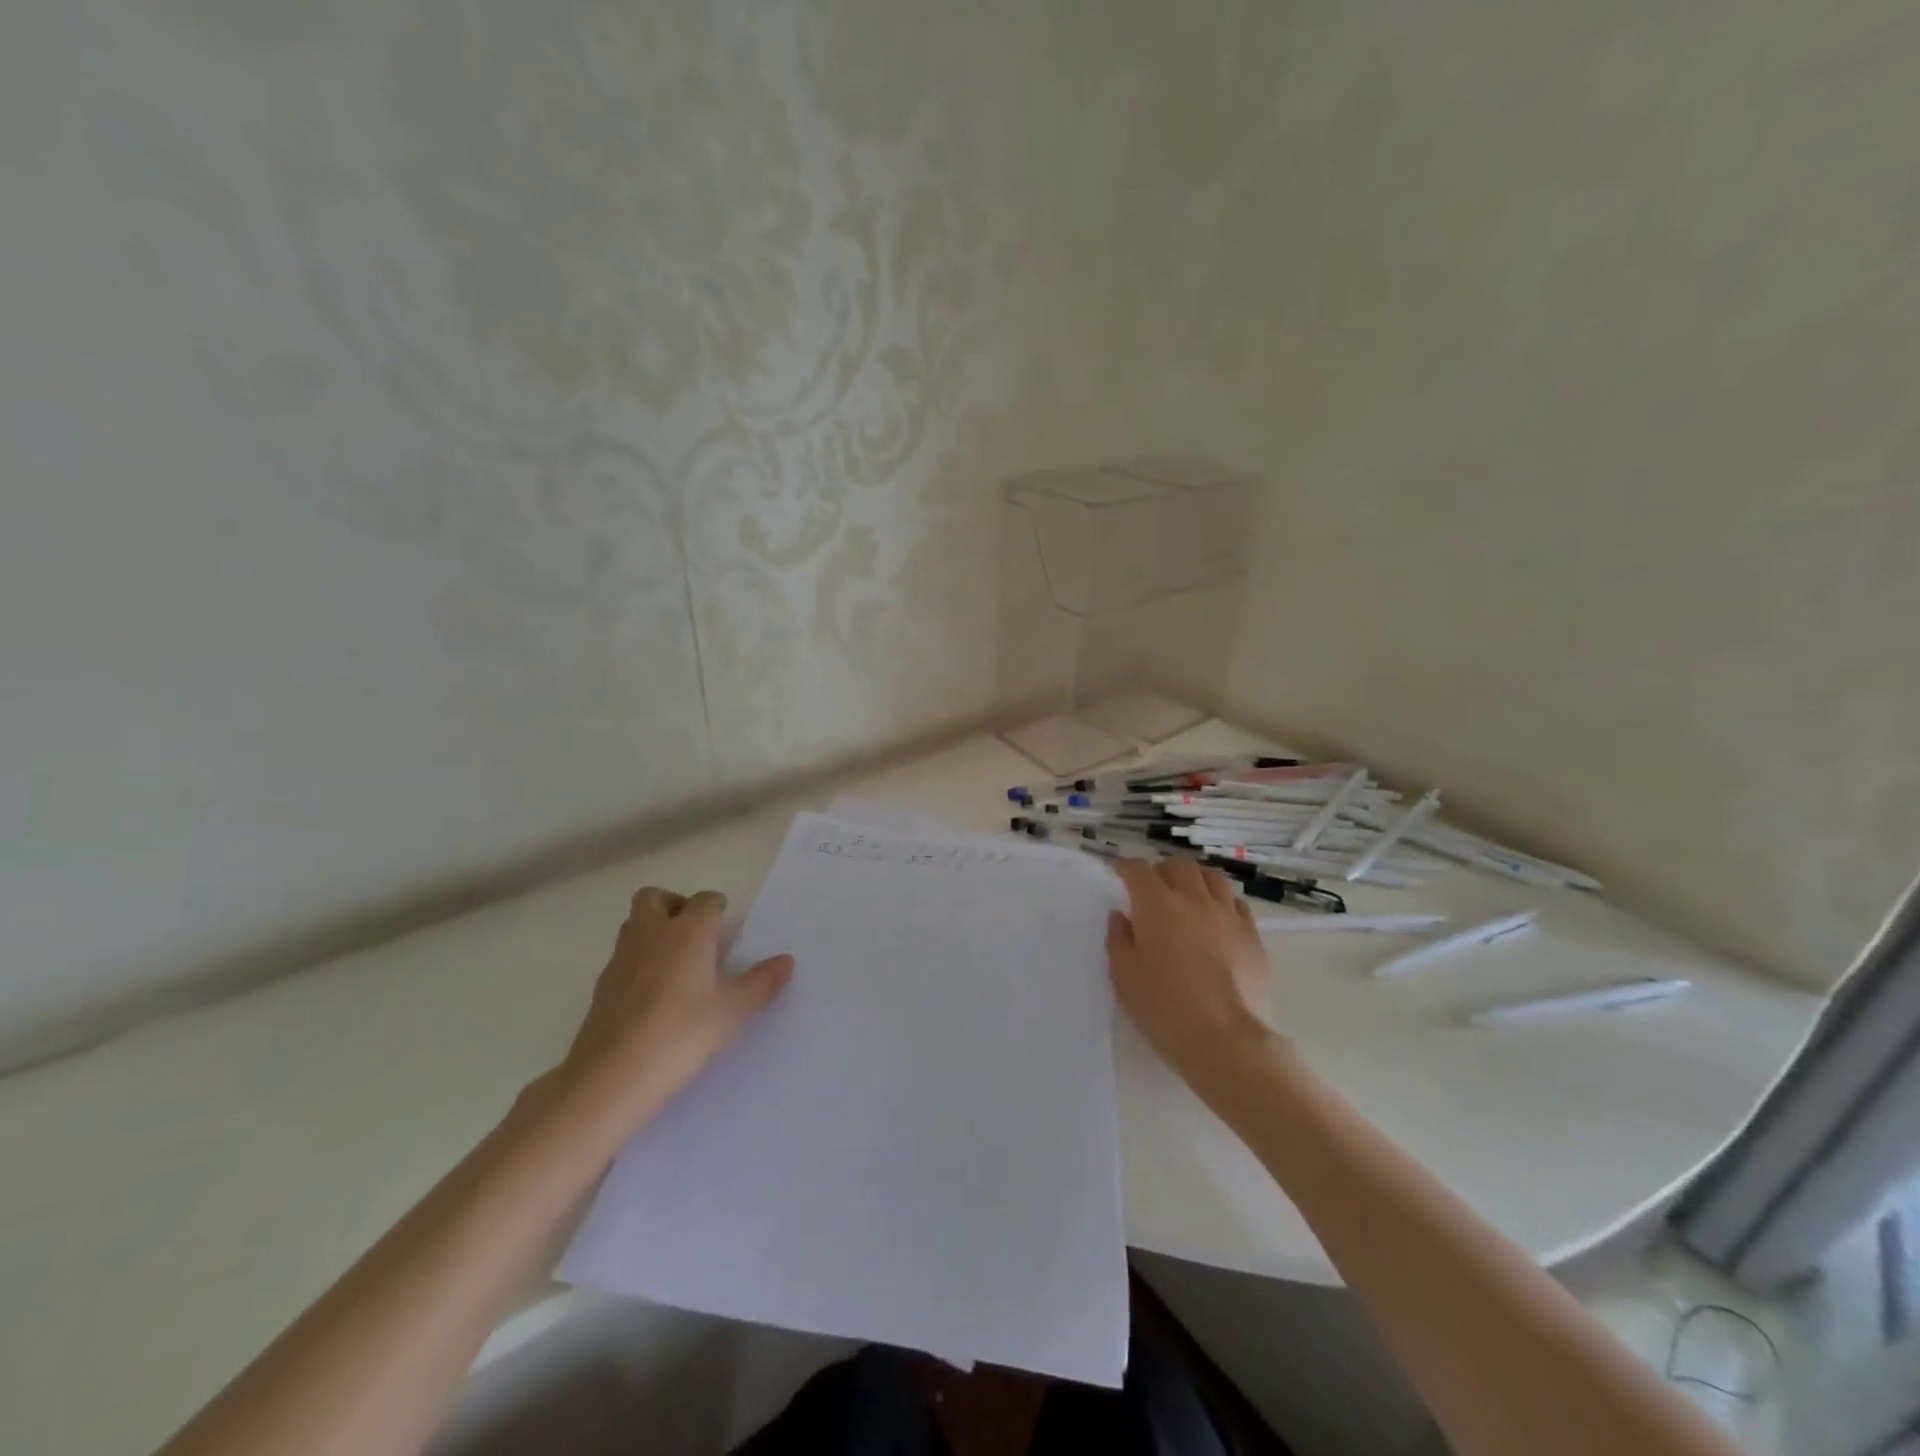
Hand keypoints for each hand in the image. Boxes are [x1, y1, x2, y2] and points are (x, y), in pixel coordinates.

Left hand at [553, 888, 792, 1121]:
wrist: (613, 1075)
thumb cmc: (682, 1033)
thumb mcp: (733, 1011)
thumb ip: (761, 982)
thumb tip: (786, 960)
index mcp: (688, 931)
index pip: (704, 900)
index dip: (717, 908)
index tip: (726, 926)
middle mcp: (651, 934)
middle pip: (654, 897)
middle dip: (674, 905)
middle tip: (694, 933)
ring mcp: (621, 958)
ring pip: (633, 924)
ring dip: (652, 929)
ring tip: (676, 961)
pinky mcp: (602, 986)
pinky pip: (622, 956)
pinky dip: (637, 961)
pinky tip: (653, 993)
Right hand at [1107, 859, 1277, 1087]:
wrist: (1225, 1039)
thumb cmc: (1163, 1008)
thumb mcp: (1123, 976)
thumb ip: (1119, 939)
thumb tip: (1122, 916)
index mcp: (1157, 905)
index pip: (1139, 870)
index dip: (1126, 866)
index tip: (1119, 871)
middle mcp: (1193, 899)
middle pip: (1179, 866)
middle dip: (1162, 870)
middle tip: (1153, 887)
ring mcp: (1227, 915)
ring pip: (1212, 877)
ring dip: (1194, 879)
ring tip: (1187, 895)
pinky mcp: (1252, 934)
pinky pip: (1236, 903)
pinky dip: (1221, 901)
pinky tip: (1216, 918)